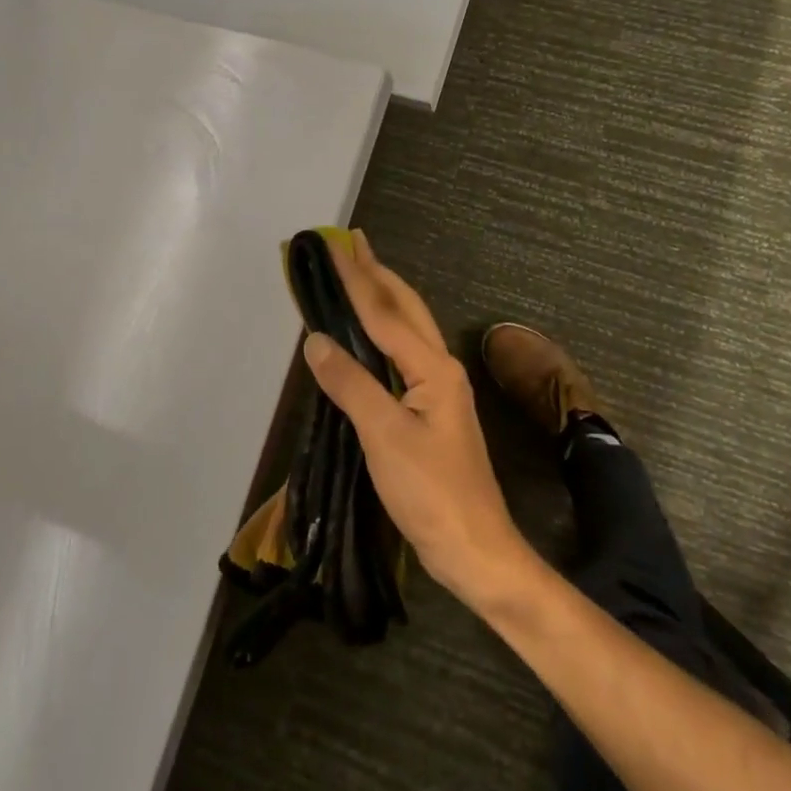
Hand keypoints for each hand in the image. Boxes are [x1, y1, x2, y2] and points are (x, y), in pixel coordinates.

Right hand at [301, 233, 534, 610]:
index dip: (357, 279)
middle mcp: (440, 368)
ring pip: (408, 329)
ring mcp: (440, 390)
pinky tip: (371, 335)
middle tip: (353, 243)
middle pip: (405, 309)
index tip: (336, 245)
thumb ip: (351, 384)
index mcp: (433, 367)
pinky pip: (404, 355)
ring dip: (383, 298)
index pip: (385, 313)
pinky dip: (383, 333)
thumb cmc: (430, 492)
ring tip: (360, 274)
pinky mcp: (432, 411)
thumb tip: (316, 339)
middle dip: (378, 274)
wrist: (474, 547)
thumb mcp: (384, 436)